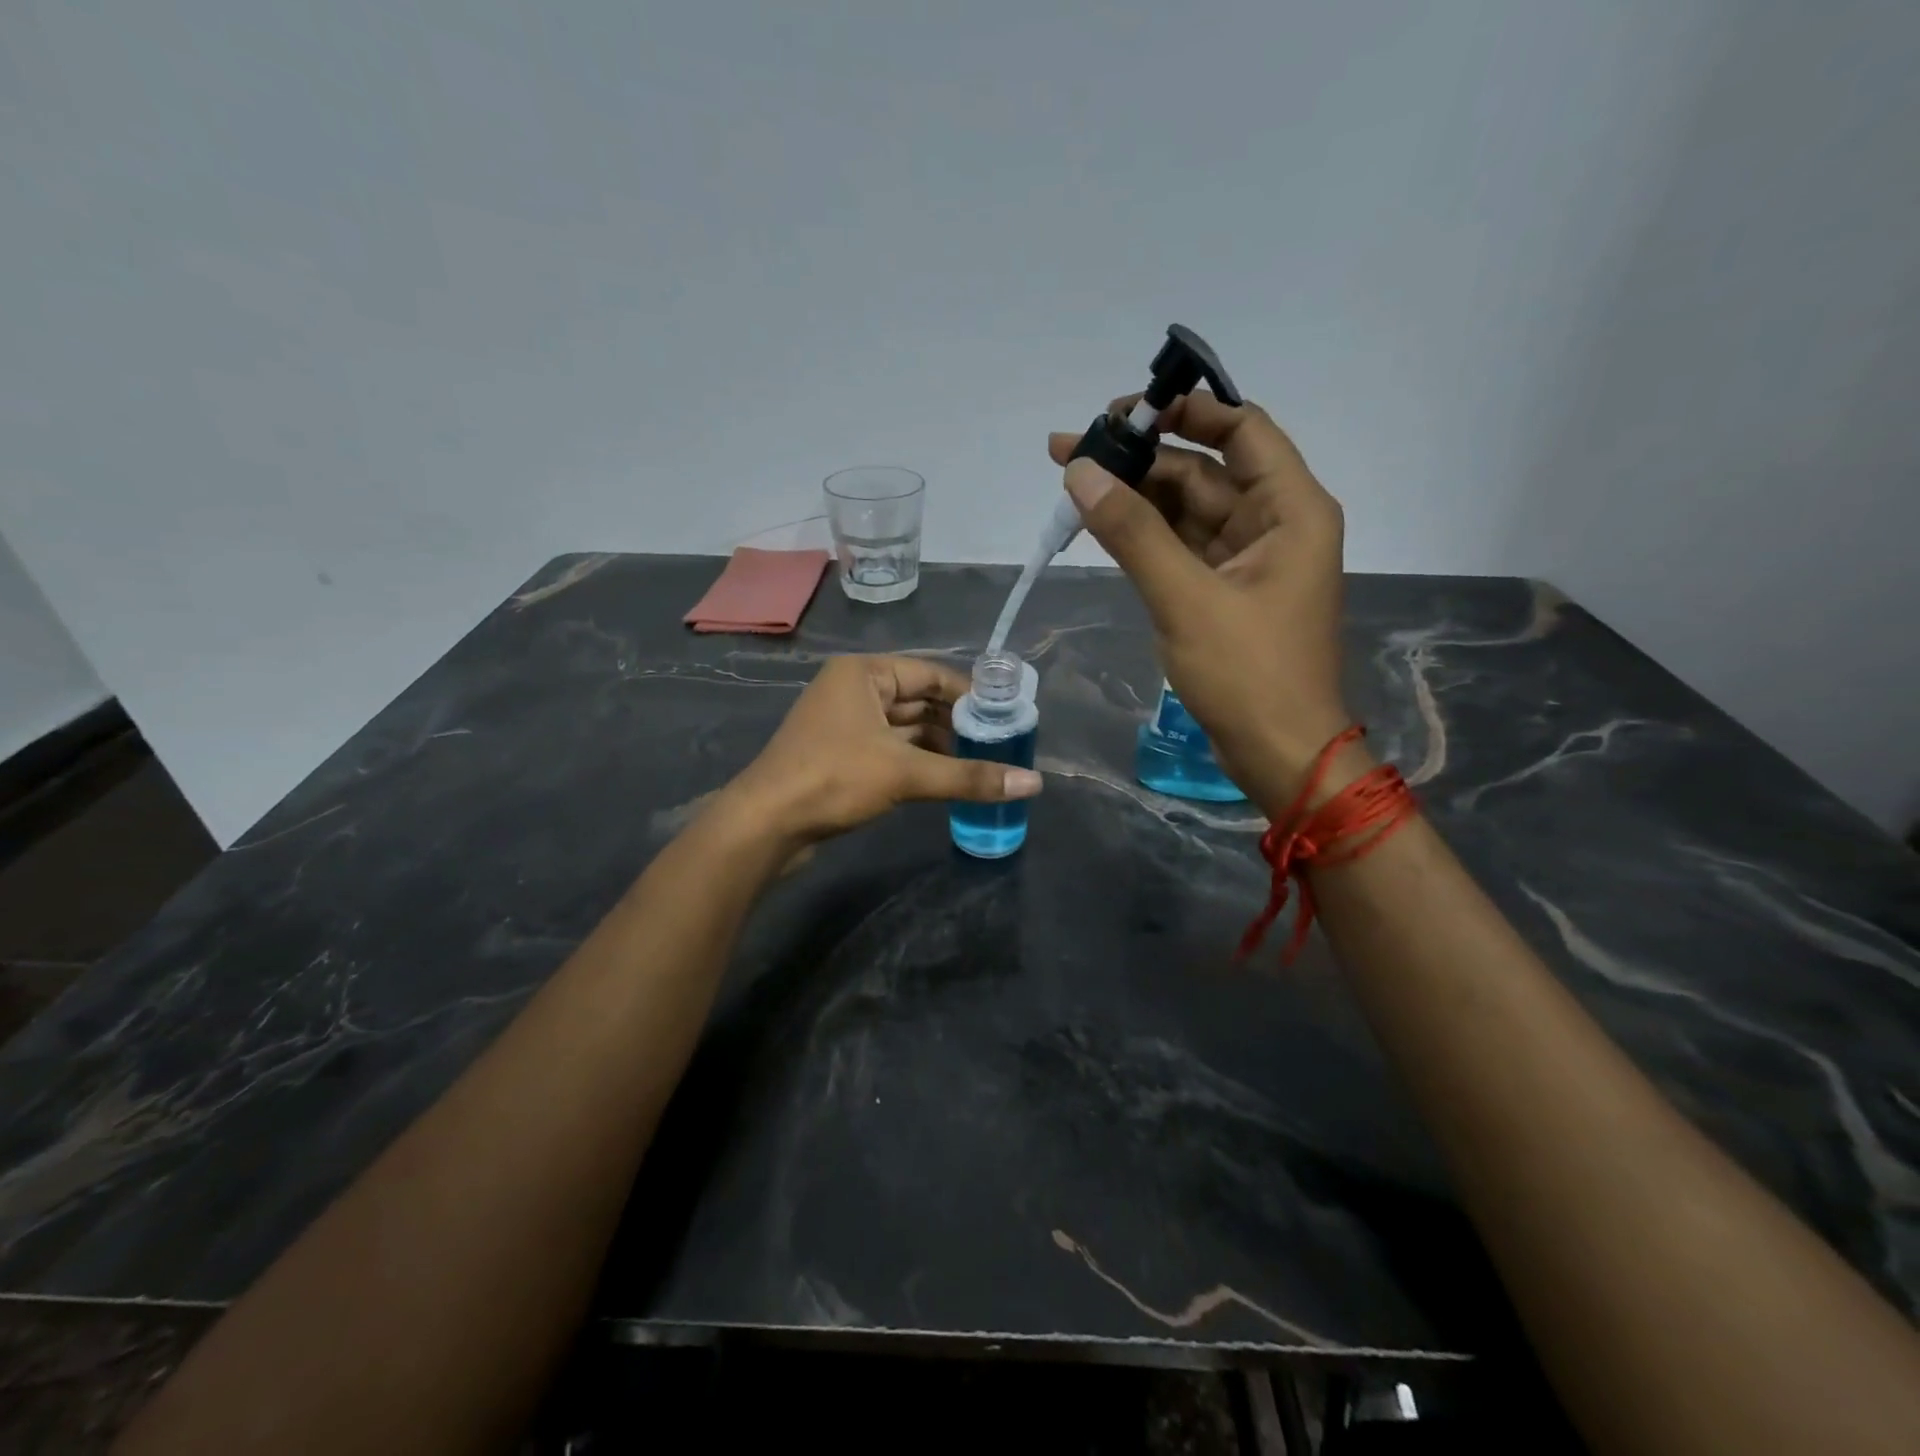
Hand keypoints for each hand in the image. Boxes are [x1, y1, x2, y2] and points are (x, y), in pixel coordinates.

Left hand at [722, 655, 1041, 843]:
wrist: (766, 824)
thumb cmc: (834, 779)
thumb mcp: (906, 774)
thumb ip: (969, 777)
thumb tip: (1034, 784)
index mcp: (864, 674)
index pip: (930, 673)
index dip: (969, 694)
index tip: (1005, 715)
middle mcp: (854, 690)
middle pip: (918, 699)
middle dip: (957, 722)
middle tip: (1000, 743)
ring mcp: (844, 723)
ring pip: (904, 727)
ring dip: (939, 744)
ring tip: (982, 762)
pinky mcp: (840, 754)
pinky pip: (890, 749)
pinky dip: (918, 761)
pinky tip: (947, 778)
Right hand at [1048, 391, 1358, 811]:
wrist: (1278, 752)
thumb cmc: (1247, 673)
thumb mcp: (1186, 598)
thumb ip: (1133, 533)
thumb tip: (1082, 472)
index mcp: (1290, 509)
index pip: (1242, 430)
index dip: (1186, 411)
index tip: (1124, 412)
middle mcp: (1273, 523)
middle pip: (1203, 471)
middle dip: (1140, 461)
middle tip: (1072, 453)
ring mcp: (1247, 561)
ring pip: (1186, 511)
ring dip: (1135, 499)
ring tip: (1073, 485)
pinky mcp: (1224, 592)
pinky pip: (1180, 549)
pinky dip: (1143, 538)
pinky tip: (1100, 526)